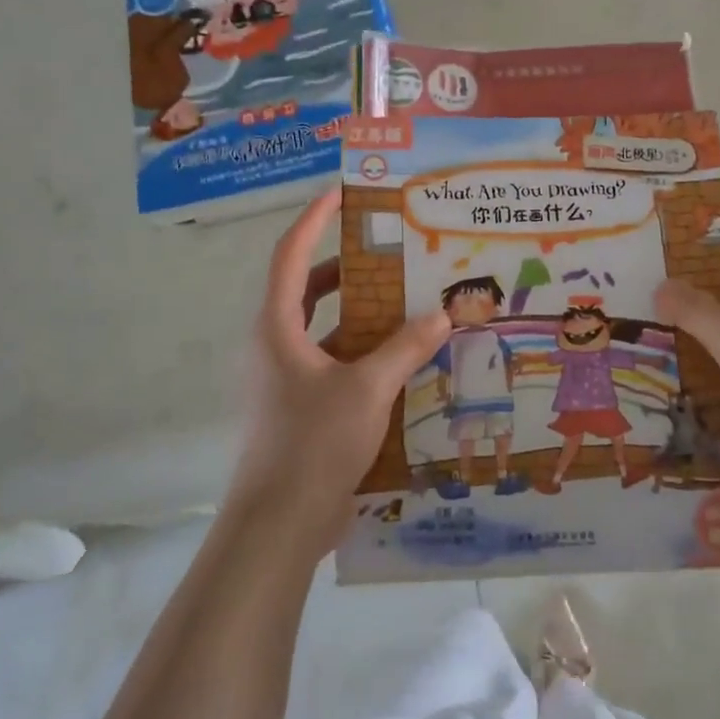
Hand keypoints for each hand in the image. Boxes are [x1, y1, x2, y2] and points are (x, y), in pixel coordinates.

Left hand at [228, 189, 449, 553]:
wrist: (279, 526)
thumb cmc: (313, 443)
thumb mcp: (367, 388)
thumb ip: (405, 347)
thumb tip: (443, 313)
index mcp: (277, 327)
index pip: (291, 255)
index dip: (315, 220)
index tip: (342, 193)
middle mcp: (276, 344)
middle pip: (308, 288)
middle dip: (348, 267)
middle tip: (392, 251)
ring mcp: (286, 378)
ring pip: (324, 328)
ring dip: (360, 313)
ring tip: (407, 300)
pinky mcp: (302, 406)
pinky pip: (334, 362)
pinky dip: (363, 352)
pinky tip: (403, 359)